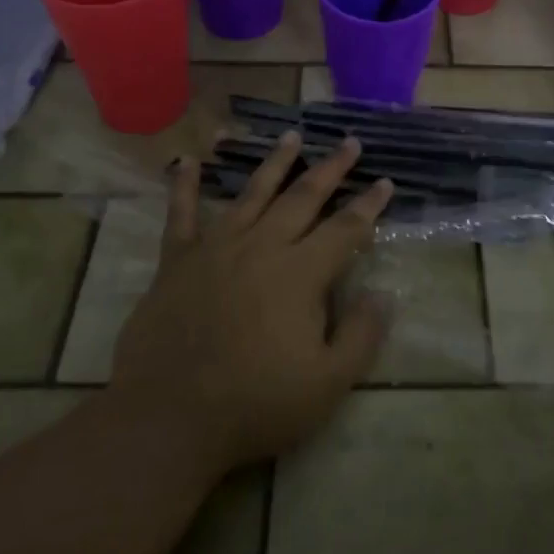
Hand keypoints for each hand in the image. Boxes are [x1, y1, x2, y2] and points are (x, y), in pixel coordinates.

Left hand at [107, 133, 391, 479]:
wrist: (168, 418)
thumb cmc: (254, 404)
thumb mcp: (326, 385)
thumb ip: (360, 336)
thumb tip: (384, 294)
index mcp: (300, 273)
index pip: (345, 228)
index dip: (369, 204)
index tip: (385, 181)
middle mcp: (262, 246)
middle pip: (303, 197)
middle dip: (331, 168)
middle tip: (349, 142)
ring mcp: (217, 248)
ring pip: (253, 193)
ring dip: (275, 162)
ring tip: (292, 135)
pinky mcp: (178, 260)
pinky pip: (181, 214)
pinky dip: (184, 186)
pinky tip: (186, 160)